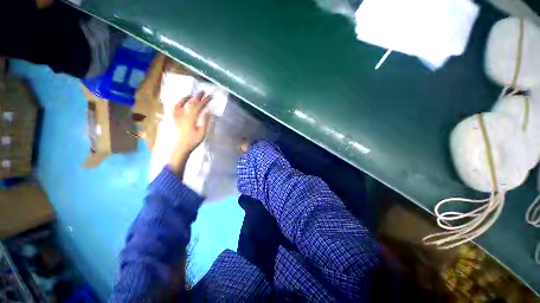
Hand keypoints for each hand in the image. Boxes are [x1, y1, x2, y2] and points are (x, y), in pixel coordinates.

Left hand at [169, 92, 211, 175]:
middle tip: (203, 91)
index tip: (211, 96)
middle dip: (198, 96)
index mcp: (191, 118)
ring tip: (192, 95)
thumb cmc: (193, 141)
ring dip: (188, 98)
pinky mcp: (173, 119)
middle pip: (191, 103)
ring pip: (181, 103)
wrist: (180, 148)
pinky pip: (174, 108)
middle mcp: (182, 114)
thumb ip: (205, 121)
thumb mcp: (202, 132)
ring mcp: (176, 116)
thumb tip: (208, 111)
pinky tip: (181, 102)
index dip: (205, 100)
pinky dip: (178, 103)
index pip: (199, 106)